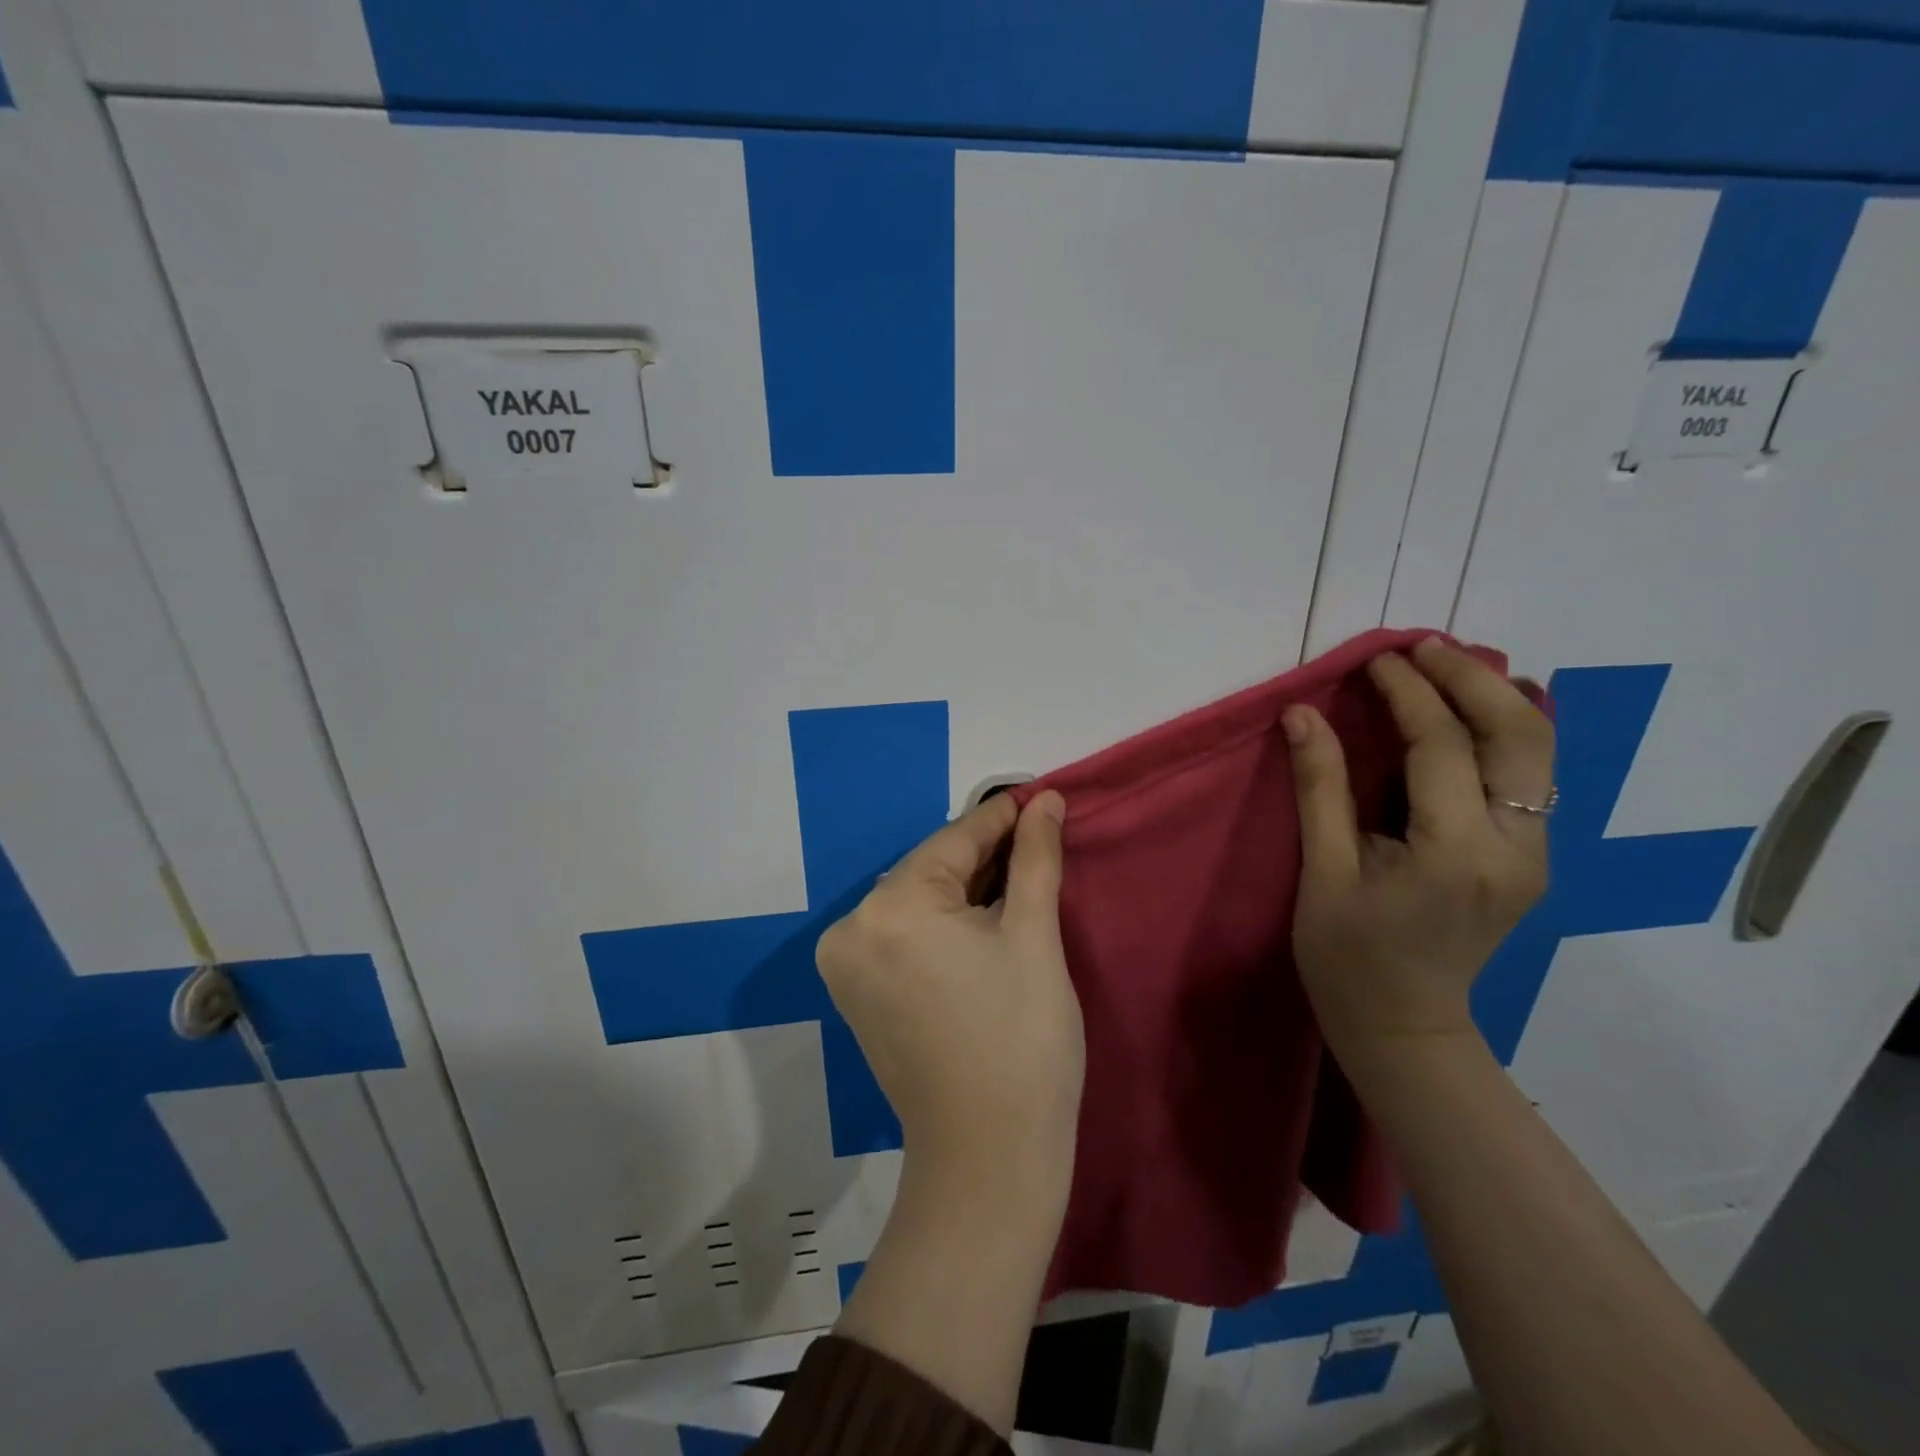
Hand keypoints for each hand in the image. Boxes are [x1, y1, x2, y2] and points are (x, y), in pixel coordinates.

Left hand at [817, 790, 1082, 1200]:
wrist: (988, 1159)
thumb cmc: (1022, 1040)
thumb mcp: (1035, 937)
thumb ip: (1035, 858)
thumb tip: (1047, 801)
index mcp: (891, 908)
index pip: (955, 841)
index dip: (1002, 818)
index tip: (1039, 797)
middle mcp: (851, 927)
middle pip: (930, 869)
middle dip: (983, 855)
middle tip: (1037, 838)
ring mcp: (845, 963)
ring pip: (915, 899)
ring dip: (963, 887)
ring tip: (1018, 874)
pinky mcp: (853, 992)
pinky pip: (901, 933)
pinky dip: (939, 920)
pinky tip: (980, 917)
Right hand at [1283, 637, 1554, 1055]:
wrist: (1405, 1025)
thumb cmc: (1348, 954)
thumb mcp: (1323, 872)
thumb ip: (1319, 788)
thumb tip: (1302, 714)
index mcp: (1455, 855)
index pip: (1441, 748)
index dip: (1407, 694)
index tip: (1374, 660)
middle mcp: (1517, 850)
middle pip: (1521, 736)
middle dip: (1471, 678)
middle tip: (1421, 647)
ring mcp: (1538, 855)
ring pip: (1541, 751)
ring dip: (1496, 698)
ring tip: (1445, 664)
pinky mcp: (1534, 858)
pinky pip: (1531, 776)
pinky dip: (1504, 730)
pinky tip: (1470, 711)